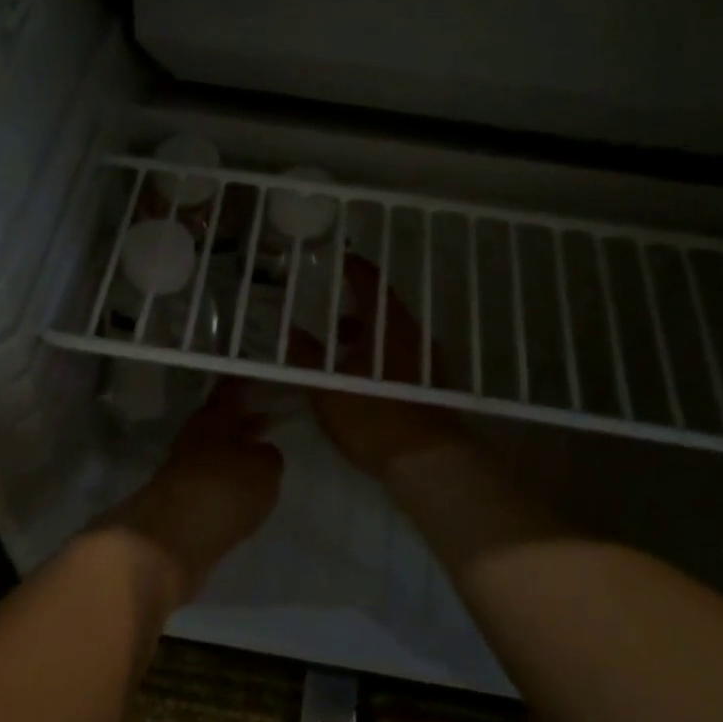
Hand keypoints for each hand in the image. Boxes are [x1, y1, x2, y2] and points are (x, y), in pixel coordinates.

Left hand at [103, 380, 283, 605]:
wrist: (170, 540)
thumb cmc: (222, 489)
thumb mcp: (264, 468)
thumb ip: (269, 456)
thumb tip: (263, 452)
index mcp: (214, 419)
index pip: (230, 392)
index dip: (243, 385)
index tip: (256, 379)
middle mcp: (195, 439)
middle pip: (220, 424)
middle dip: (241, 422)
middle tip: (266, 419)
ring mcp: (184, 472)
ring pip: (215, 453)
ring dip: (235, 454)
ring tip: (260, 460)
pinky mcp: (180, 504)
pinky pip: (210, 483)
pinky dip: (226, 483)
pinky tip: (242, 494)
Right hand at [290, 256, 466, 479]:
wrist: (427, 461)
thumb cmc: (372, 417)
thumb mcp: (327, 387)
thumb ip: (306, 355)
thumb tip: (290, 329)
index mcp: (388, 325)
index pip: (372, 282)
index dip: (355, 268)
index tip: (340, 260)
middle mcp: (413, 334)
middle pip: (385, 307)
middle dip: (357, 304)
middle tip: (331, 307)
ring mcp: (428, 360)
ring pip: (394, 333)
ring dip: (368, 332)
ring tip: (340, 345)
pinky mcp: (432, 384)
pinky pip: (402, 355)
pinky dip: (380, 353)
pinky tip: (362, 375)